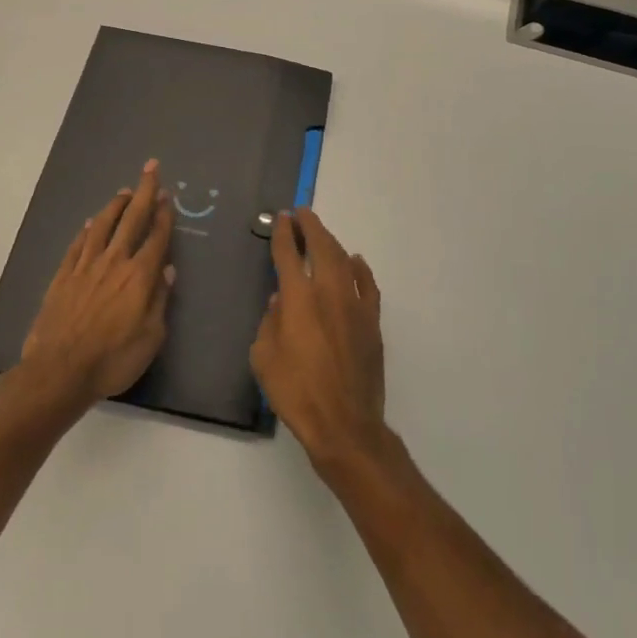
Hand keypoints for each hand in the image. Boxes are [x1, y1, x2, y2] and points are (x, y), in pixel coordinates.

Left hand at [22, 159, 175, 407]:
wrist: (59, 371)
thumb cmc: (112, 359)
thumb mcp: (150, 338)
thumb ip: (160, 301)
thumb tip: (168, 270)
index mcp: (139, 276)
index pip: (156, 237)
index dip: (164, 214)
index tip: (168, 195)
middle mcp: (114, 262)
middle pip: (132, 219)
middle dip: (145, 192)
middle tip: (151, 168)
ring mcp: (85, 266)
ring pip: (103, 225)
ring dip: (116, 205)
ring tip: (124, 191)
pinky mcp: (63, 276)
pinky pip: (78, 244)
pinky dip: (87, 230)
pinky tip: (91, 222)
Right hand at [250, 208, 389, 473]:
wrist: (345, 424)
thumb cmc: (296, 393)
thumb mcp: (264, 359)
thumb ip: (269, 323)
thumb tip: (280, 301)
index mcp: (298, 298)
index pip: (288, 254)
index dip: (283, 233)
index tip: (281, 218)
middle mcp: (328, 292)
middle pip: (321, 246)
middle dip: (310, 226)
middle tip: (301, 213)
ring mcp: (355, 304)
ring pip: (344, 260)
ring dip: (331, 242)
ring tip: (321, 234)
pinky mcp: (372, 321)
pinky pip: (367, 284)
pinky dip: (359, 268)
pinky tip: (355, 262)